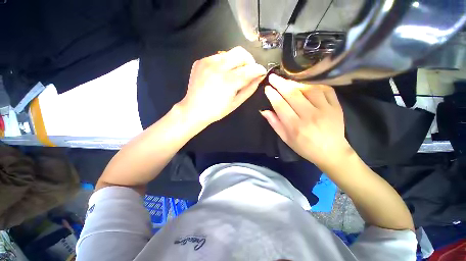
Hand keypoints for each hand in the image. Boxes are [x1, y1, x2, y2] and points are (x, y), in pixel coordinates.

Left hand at [178, 46, 265, 125]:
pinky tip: (220, 74)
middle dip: (249, 61)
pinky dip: (224, 63)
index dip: (259, 69)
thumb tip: (259, 77)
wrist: (194, 110)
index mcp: (228, 81)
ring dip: (236, 62)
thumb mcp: (236, 103)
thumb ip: (249, 89)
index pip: (250, 69)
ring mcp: (207, 62)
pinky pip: (217, 57)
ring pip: (229, 53)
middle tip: (248, 71)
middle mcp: (218, 67)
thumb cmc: (216, 110)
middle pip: (241, 53)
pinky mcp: (200, 61)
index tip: (261, 72)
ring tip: (233, 73)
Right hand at [261, 74, 353, 168]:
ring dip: (295, 82)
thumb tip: (264, 111)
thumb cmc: (304, 147)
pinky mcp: (336, 106)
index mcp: (295, 126)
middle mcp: (309, 116)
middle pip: (292, 94)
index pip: (280, 105)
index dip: (272, 95)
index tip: (267, 88)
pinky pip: (325, 89)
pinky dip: (314, 83)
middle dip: (280, 84)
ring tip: (286, 80)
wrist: (331, 152)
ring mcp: (325, 109)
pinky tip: (306, 83)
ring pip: (308, 89)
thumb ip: (275, 124)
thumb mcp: (286, 139)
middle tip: (273, 77)